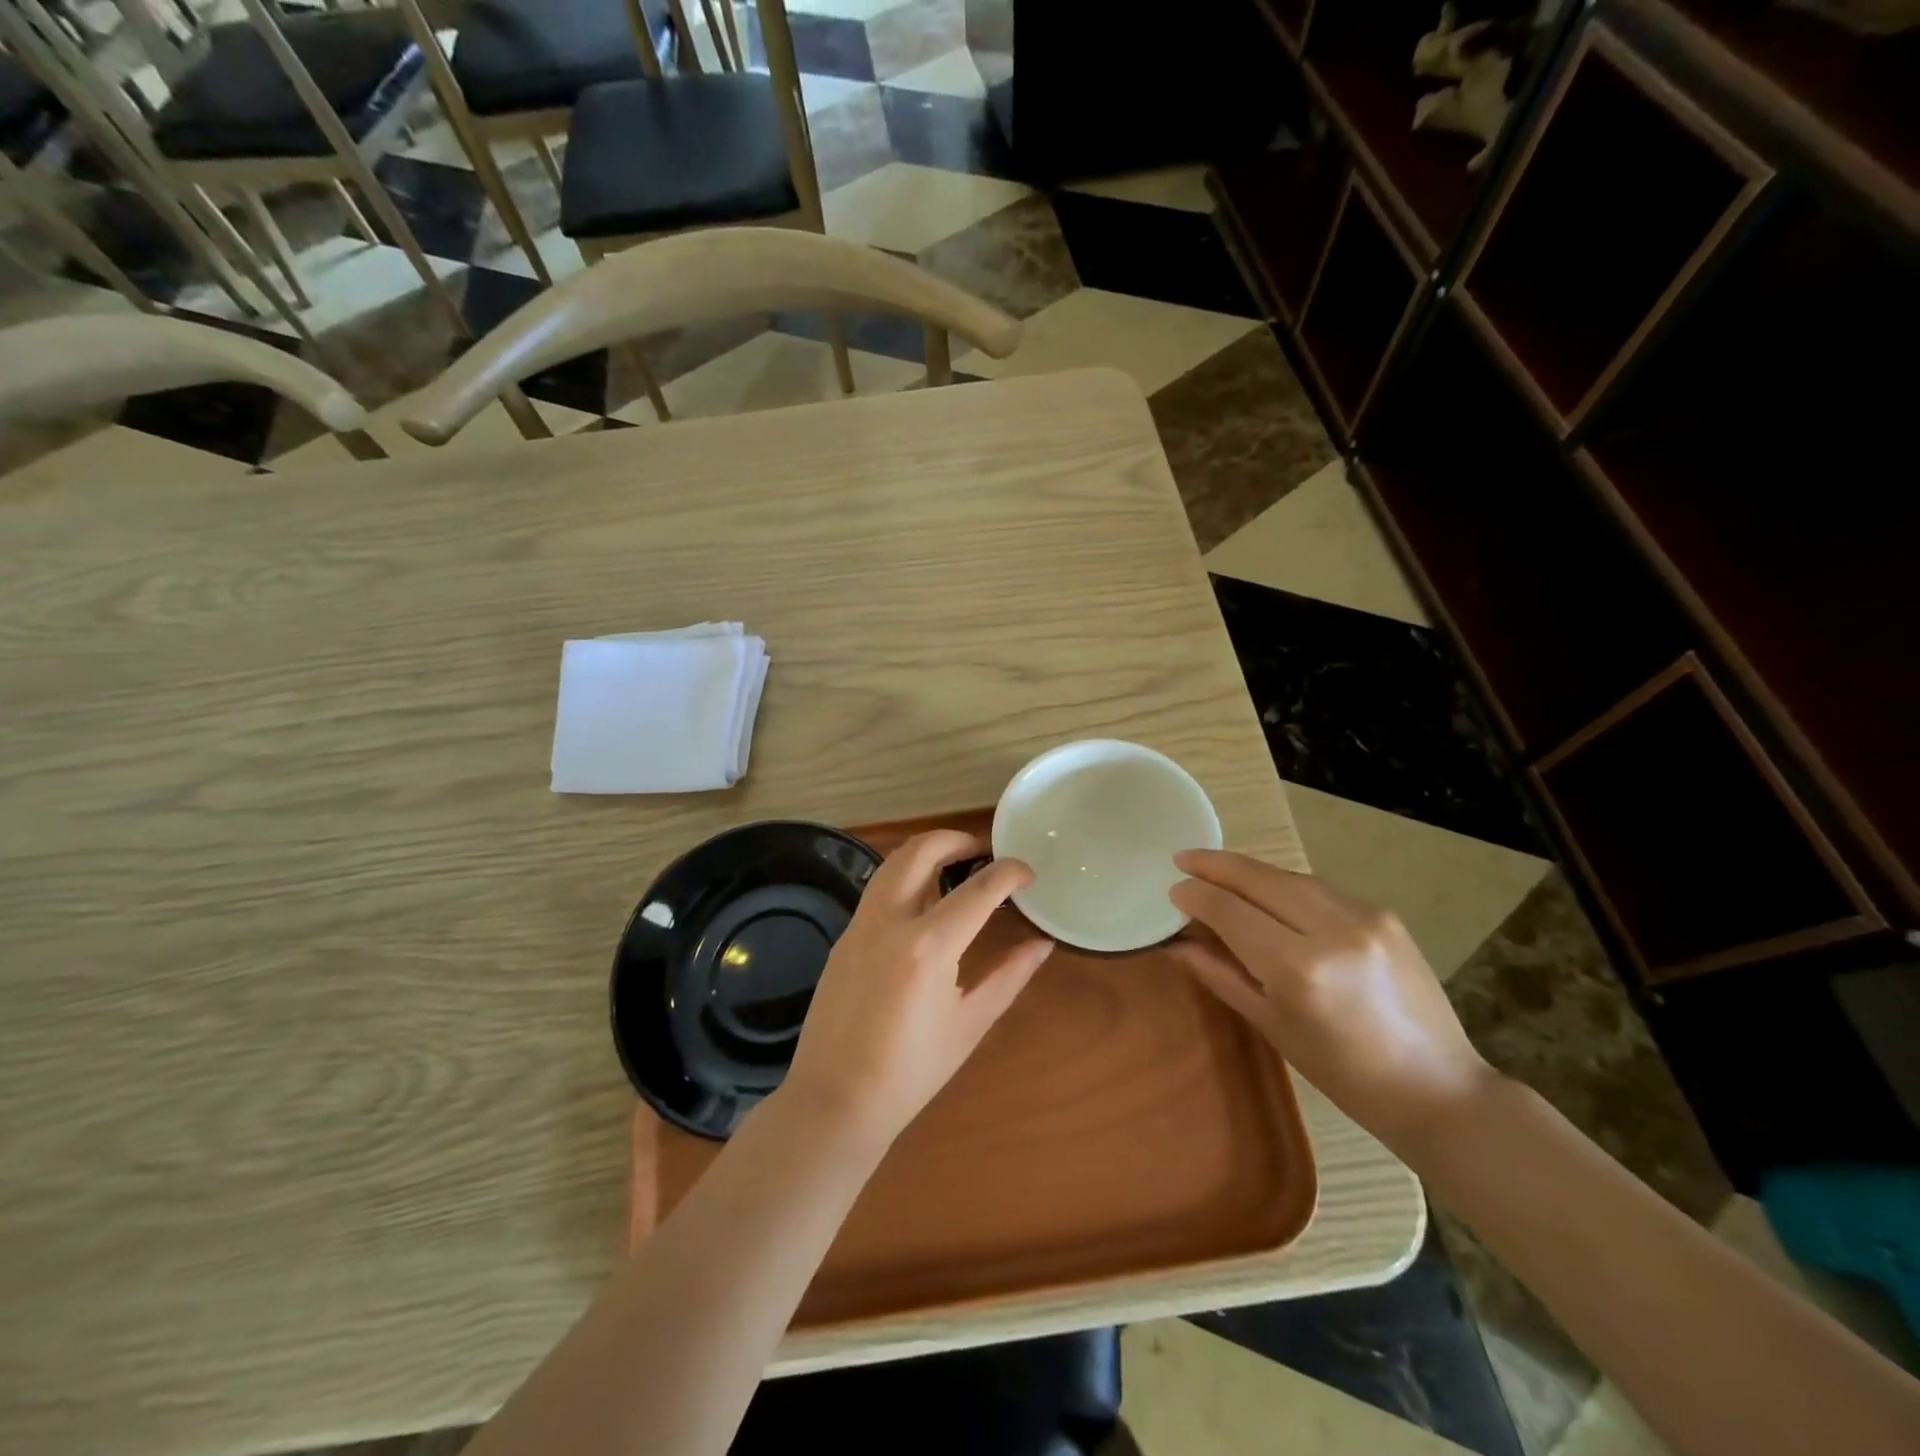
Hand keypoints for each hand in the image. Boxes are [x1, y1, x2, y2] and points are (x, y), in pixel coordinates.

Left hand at [783, 831, 1053, 1147]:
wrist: (834, 1101)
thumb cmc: (912, 1072)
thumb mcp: (970, 1024)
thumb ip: (1009, 976)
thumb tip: (1042, 944)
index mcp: (928, 946)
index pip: (979, 889)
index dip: (1010, 873)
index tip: (1028, 873)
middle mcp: (890, 920)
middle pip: (922, 850)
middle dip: (958, 840)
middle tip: (985, 855)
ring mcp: (860, 924)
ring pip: (894, 862)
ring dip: (928, 852)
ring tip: (957, 869)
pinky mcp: (844, 936)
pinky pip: (878, 888)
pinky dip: (906, 877)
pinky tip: (925, 904)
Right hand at [1168, 850, 1498, 1153]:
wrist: (1438, 1089)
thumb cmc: (1344, 1075)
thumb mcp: (1272, 1026)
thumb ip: (1221, 974)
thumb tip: (1177, 943)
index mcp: (1299, 969)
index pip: (1231, 912)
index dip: (1197, 896)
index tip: (1173, 889)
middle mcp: (1333, 930)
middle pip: (1260, 879)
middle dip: (1216, 865)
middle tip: (1183, 858)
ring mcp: (1365, 916)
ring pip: (1290, 877)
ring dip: (1250, 871)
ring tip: (1219, 871)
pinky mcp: (1385, 914)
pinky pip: (1321, 889)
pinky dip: (1286, 886)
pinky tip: (1270, 893)